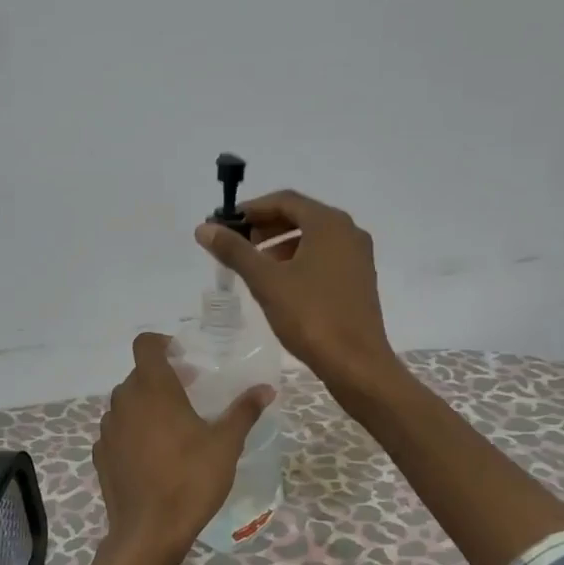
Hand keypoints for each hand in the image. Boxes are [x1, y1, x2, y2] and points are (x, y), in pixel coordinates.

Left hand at [68, 332, 273, 564]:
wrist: (148, 532)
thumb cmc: (191, 481)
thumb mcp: (226, 445)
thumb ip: (244, 411)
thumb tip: (266, 388)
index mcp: (153, 388)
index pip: (146, 344)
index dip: (162, 343)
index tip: (183, 357)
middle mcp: (124, 401)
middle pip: (139, 374)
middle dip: (162, 378)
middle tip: (190, 394)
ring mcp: (108, 429)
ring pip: (126, 402)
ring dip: (146, 405)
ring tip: (172, 427)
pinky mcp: (100, 454)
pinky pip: (118, 430)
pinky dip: (133, 432)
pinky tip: (153, 455)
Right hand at [195, 189, 401, 399]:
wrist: (356, 363)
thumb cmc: (310, 316)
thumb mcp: (266, 281)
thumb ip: (235, 251)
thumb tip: (204, 228)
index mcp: (329, 223)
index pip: (285, 200)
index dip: (251, 208)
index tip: (225, 223)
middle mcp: (348, 232)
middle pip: (300, 216)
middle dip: (265, 226)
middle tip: (236, 243)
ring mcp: (357, 257)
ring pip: (313, 238)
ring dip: (281, 244)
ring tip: (254, 264)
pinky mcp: (359, 280)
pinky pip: (324, 257)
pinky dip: (299, 259)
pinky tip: (280, 283)